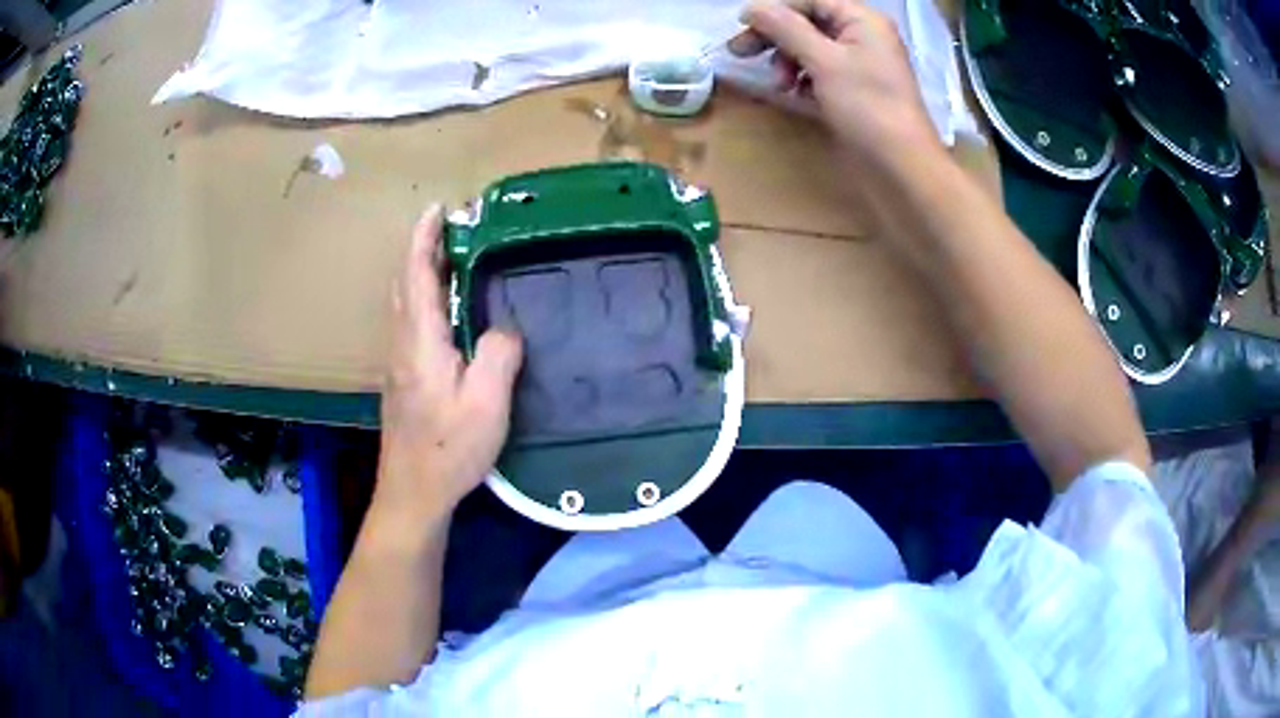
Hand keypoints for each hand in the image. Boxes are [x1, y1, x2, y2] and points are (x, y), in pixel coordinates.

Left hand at [375, 205, 522, 526]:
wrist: (413, 491)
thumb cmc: (449, 448)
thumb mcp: (487, 402)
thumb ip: (498, 353)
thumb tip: (503, 329)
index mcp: (420, 341)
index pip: (417, 274)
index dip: (425, 238)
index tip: (437, 209)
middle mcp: (402, 344)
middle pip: (404, 284)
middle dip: (422, 251)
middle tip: (452, 231)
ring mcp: (397, 364)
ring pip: (404, 305)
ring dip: (421, 275)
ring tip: (450, 263)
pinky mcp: (401, 381)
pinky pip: (409, 324)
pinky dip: (422, 301)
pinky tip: (445, 315)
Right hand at [730, 0, 939, 165]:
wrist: (902, 169)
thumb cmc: (867, 108)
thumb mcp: (824, 61)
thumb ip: (786, 29)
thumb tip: (751, 8)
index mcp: (863, 21)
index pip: (811, 1)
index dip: (775, 10)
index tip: (741, 25)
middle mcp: (863, 38)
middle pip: (808, 24)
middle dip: (777, 37)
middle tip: (741, 53)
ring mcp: (860, 67)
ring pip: (811, 50)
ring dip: (788, 62)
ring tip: (780, 85)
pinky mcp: (855, 94)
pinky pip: (821, 75)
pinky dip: (803, 81)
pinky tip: (793, 96)